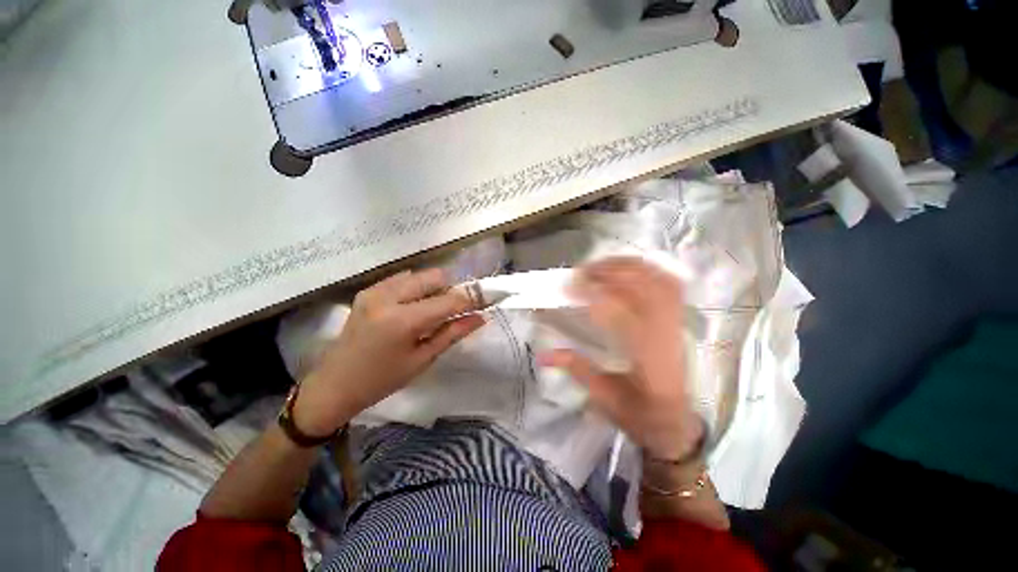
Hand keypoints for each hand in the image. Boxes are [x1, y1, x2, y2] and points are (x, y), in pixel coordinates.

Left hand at [293, 269, 484, 435]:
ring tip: (434, 311)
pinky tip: (414, 307)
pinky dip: (417, 288)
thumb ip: (453, 333)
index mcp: (402, 320)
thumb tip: (480, 318)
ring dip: (435, 288)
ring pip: (420, 275)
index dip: (472, 299)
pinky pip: (403, 279)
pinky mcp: (369, 290)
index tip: (487, 300)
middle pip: (435, 277)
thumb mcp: (423, 359)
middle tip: (457, 309)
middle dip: (452, 289)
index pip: (448, 300)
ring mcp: (375, 290)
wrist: (335, 384)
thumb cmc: (382, 379)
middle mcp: (388, 297)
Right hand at [539, 257, 701, 460]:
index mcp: (648, 359)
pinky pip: (670, 286)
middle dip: (611, 273)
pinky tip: (628, 267)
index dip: (595, 294)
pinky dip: (649, 270)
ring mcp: (677, 326)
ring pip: (659, 282)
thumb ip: (576, 369)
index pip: (623, 314)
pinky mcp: (678, 322)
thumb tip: (542, 355)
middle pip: (645, 289)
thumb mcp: (604, 398)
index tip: (571, 287)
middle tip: (581, 272)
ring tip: (600, 265)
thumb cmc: (640, 416)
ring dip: (628, 268)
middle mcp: (667, 336)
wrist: (676, 426)